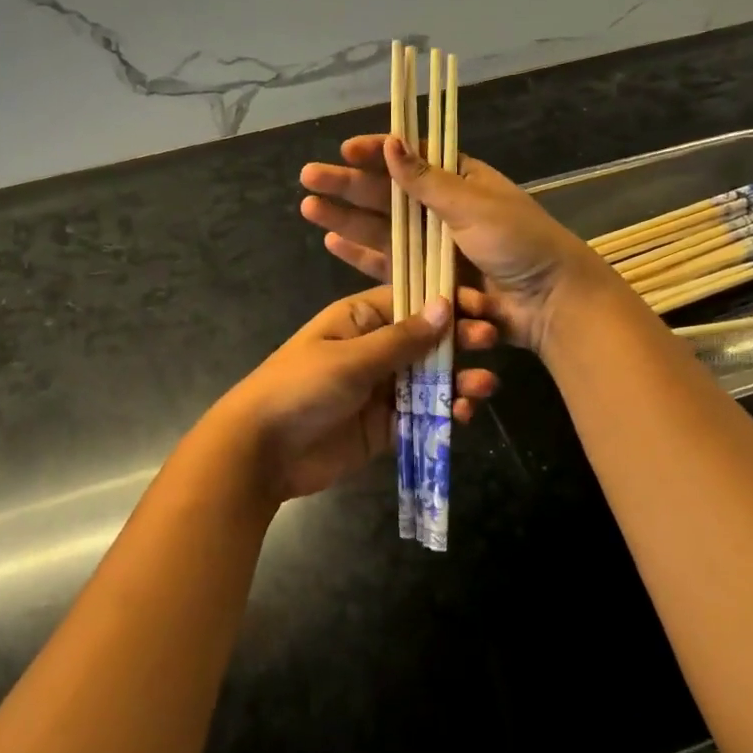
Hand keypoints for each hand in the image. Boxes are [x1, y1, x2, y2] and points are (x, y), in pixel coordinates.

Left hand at [213, 286, 500, 502]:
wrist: (262, 451)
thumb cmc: (301, 387)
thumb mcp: (351, 358)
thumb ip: (401, 339)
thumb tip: (445, 306)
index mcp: (359, 320)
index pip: (411, 301)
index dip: (446, 302)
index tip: (482, 306)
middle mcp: (373, 349)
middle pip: (426, 340)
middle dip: (459, 340)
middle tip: (491, 342)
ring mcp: (380, 389)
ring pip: (429, 378)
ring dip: (457, 379)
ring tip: (484, 386)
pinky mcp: (384, 426)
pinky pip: (421, 414)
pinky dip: (444, 413)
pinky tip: (463, 415)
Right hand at [299, 135, 616, 355]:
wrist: (549, 303)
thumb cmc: (518, 243)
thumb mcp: (473, 205)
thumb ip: (428, 180)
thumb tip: (392, 143)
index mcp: (460, 181)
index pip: (411, 158)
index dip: (377, 152)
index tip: (344, 150)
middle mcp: (442, 211)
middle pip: (387, 194)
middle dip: (348, 185)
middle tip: (309, 177)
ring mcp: (434, 248)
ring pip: (381, 229)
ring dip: (346, 218)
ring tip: (309, 206)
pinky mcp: (428, 281)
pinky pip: (390, 264)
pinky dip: (362, 254)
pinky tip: (333, 242)